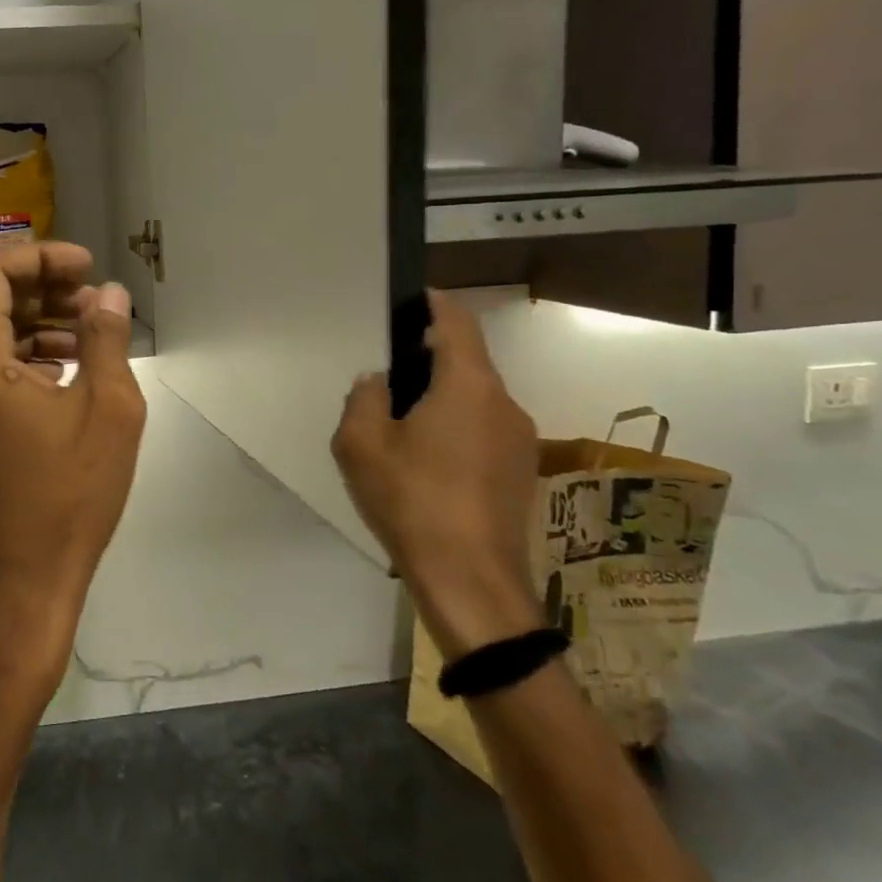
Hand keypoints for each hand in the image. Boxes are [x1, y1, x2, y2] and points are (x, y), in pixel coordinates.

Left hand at [0, 242, 146, 691]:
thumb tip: (109, 294)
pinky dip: (19, 359)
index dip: (42, 257)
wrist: (18, 587)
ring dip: (33, 325)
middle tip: (92, 299)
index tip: (87, 268)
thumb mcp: (107, 410)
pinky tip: (64, 373)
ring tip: (87, 336)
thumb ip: (107, 339)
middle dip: (41, 290)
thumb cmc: (66, 497)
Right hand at [331, 290, 542, 657]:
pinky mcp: (520, 473)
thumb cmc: (412, 501)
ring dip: (442, 398)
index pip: (457, 323)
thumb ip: (364, 398)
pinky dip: (456, 428)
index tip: (413, 298)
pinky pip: (484, 430)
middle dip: (430, 358)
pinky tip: (425, 462)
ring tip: (400, 425)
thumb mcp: (361, 444)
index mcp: (468, 386)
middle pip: (467, 362)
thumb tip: (378, 382)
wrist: (471, 583)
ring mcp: (518, 441)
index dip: (435, 304)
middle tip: (387, 375)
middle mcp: (503, 404)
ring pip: (475, 399)